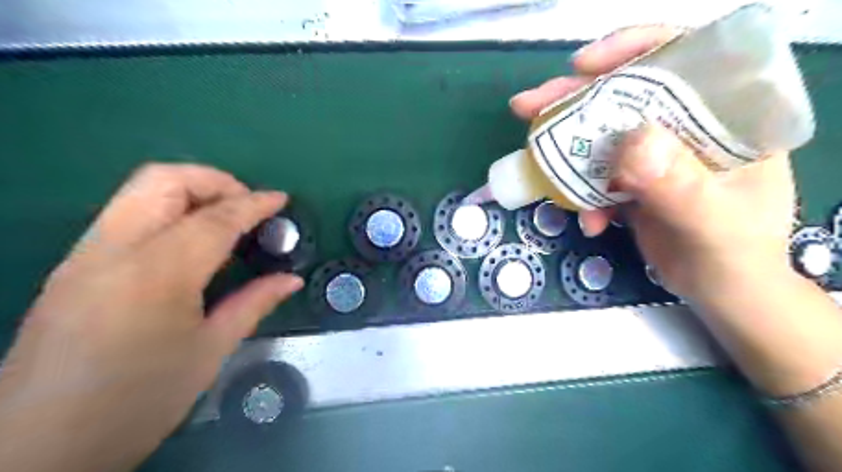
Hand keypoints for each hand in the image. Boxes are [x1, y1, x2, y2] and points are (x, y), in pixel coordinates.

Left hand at [0, 163, 301, 470]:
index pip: (214, 218)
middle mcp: (113, 250)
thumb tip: (291, 279)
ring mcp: (84, 254)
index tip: (281, 199)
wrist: (36, 451)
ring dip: (190, 192)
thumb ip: (254, 303)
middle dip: (214, 181)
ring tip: (225, 219)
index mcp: (156, 274)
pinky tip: (190, 242)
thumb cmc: (139, 402)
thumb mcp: (210, 352)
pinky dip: (168, 211)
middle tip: (247, 206)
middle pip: (163, 180)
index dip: (254, 203)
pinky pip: (127, 215)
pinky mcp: (72, 267)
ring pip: (139, 190)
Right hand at [507, 27, 796, 302]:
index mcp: (725, 117)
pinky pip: (596, 175)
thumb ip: (679, 185)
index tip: (581, 67)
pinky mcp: (634, 180)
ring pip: (602, 135)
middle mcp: (687, 127)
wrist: (720, 291)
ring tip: (539, 167)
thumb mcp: (712, 223)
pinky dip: (583, 196)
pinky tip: (591, 222)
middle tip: (527, 106)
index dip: (629, 50)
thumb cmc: (734, 257)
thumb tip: (631, 142)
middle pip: (625, 95)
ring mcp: (656, 154)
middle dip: (574, 100)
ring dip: (567, 153)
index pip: (682, 58)